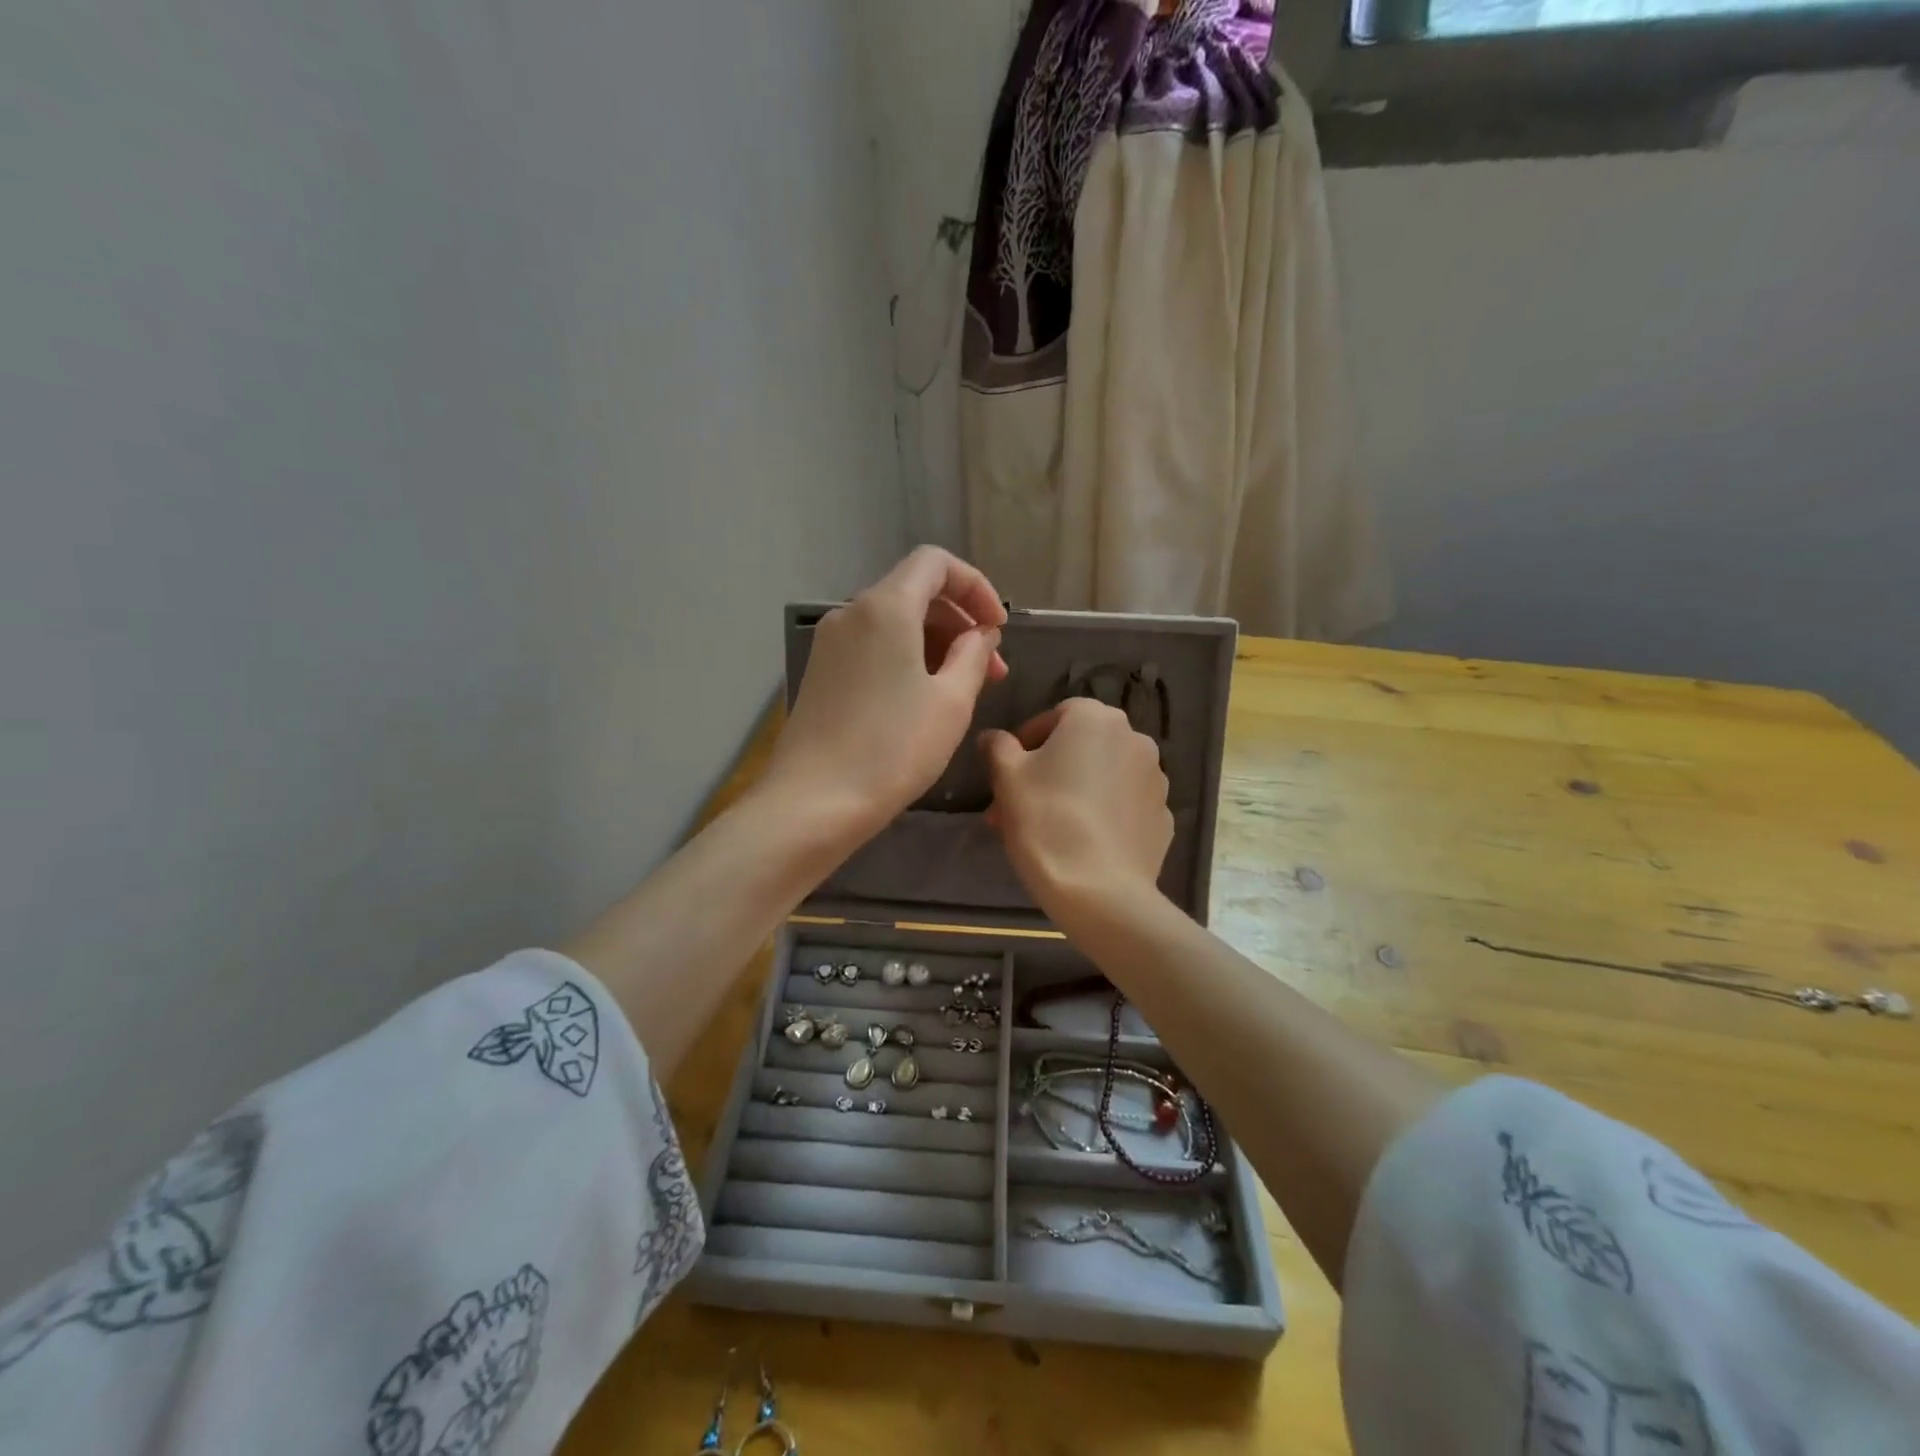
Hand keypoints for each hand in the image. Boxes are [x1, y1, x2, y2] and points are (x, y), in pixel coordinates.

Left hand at [763, 546, 1008, 839]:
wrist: (813, 802)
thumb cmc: (892, 749)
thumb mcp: (951, 702)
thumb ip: (974, 656)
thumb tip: (980, 635)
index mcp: (885, 607)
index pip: (935, 563)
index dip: (975, 587)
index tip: (998, 628)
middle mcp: (851, 613)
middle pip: (915, 592)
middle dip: (960, 622)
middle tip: (992, 670)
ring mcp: (831, 643)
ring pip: (894, 622)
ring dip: (936, 644)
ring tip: (964, 689)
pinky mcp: (822, 672)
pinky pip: (873, 646)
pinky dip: (907, 658)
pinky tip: (924, 699)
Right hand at [979, 698, 1172, 925]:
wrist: (1100, 891)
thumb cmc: (1046, 820)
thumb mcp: (1007, 778)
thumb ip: (998, 747)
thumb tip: (993, 737)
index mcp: (1095, 719)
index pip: (1055, 716)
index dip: (1026, 742)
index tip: (1007, 773)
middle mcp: (1134, 738)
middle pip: (1080, 747)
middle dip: (1048, 770)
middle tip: (1019, 805)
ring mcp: (1155, 779)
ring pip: (1103, 776)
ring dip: (1076, 790)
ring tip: (1047, 828)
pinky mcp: (1163, 817)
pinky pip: (1124, 806)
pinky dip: (1104, 814)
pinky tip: (1082, 843)